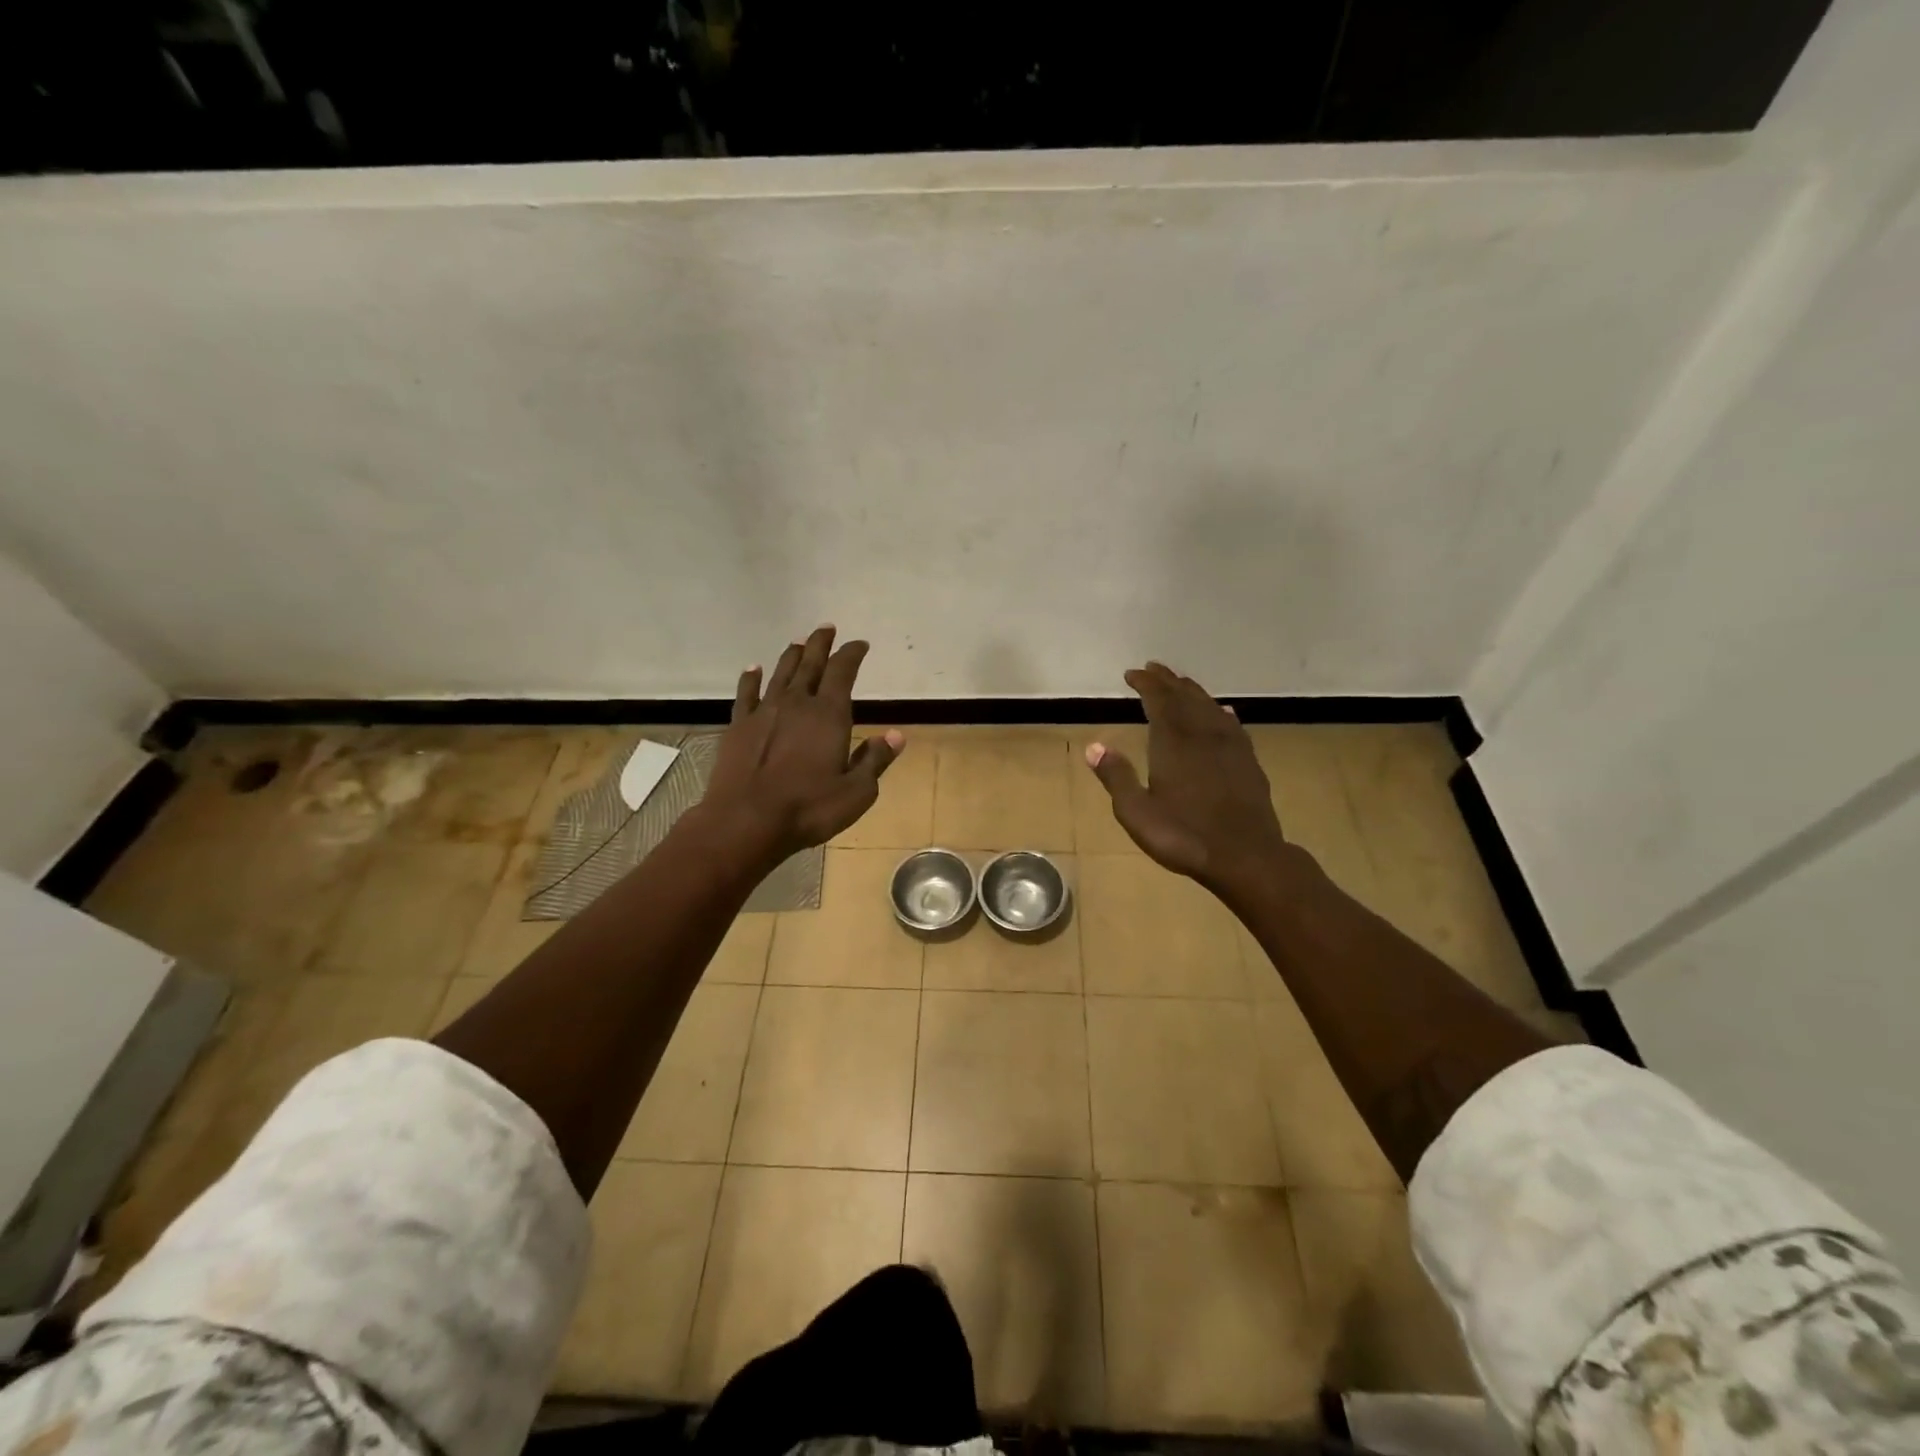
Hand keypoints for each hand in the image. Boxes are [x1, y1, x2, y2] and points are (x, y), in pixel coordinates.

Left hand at [704, 625, 901, 861]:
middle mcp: (796, 703)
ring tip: (799, 642)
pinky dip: (751, 678)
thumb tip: (896, 735)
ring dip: (792, 655)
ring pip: (780, 673)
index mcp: (829, 715)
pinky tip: (753, 669)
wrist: (745, 821)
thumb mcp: (856, 791)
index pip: (843, 672)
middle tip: (826, 628)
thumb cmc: (809, 808)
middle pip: (810, 663)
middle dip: (820, 644)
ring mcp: (764, 712)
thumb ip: (875, 760)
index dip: (852, 654)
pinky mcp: (738, 726)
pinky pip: (746, 693)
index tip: (859, 644)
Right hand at [1086, 662, 1288, 895]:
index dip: (1146, 684)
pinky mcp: (1249, 761)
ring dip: (1193, 691)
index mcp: (1173, 742)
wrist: (1245, 856)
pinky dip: (1221, 713)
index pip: (1159, 700)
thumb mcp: (1137, 812)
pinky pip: (1233, 725)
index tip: (1132, 674)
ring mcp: (1230, 746)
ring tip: (1181, 683)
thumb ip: (1117, 777)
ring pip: (1210, 707)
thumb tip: (1094, 745)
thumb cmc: (1184, 836)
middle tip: (1153, 668)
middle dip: (1167, 680)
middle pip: (1185, 697)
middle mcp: (1202, 734)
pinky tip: (1223, 712)